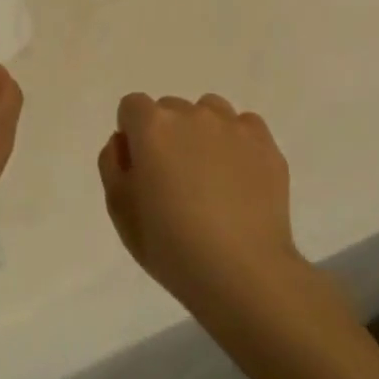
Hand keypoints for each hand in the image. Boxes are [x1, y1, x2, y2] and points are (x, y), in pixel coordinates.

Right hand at [97, 92, 300, 311]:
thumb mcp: (119, 210)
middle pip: (170, 109)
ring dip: (202, 133)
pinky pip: (244, 127)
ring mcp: (233, 126)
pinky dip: (236, 143)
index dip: (132, 134)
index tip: (140, 166)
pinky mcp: (266, 144)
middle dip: (166, 134)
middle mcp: (192, 115)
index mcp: (152, 127)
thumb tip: (124, 142)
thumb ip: (112, 164)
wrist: (242, 272)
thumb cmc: (170, 245)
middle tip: (174, 179)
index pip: (132, 106)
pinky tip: (238, 177)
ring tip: (209, 175)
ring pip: (209, 112)